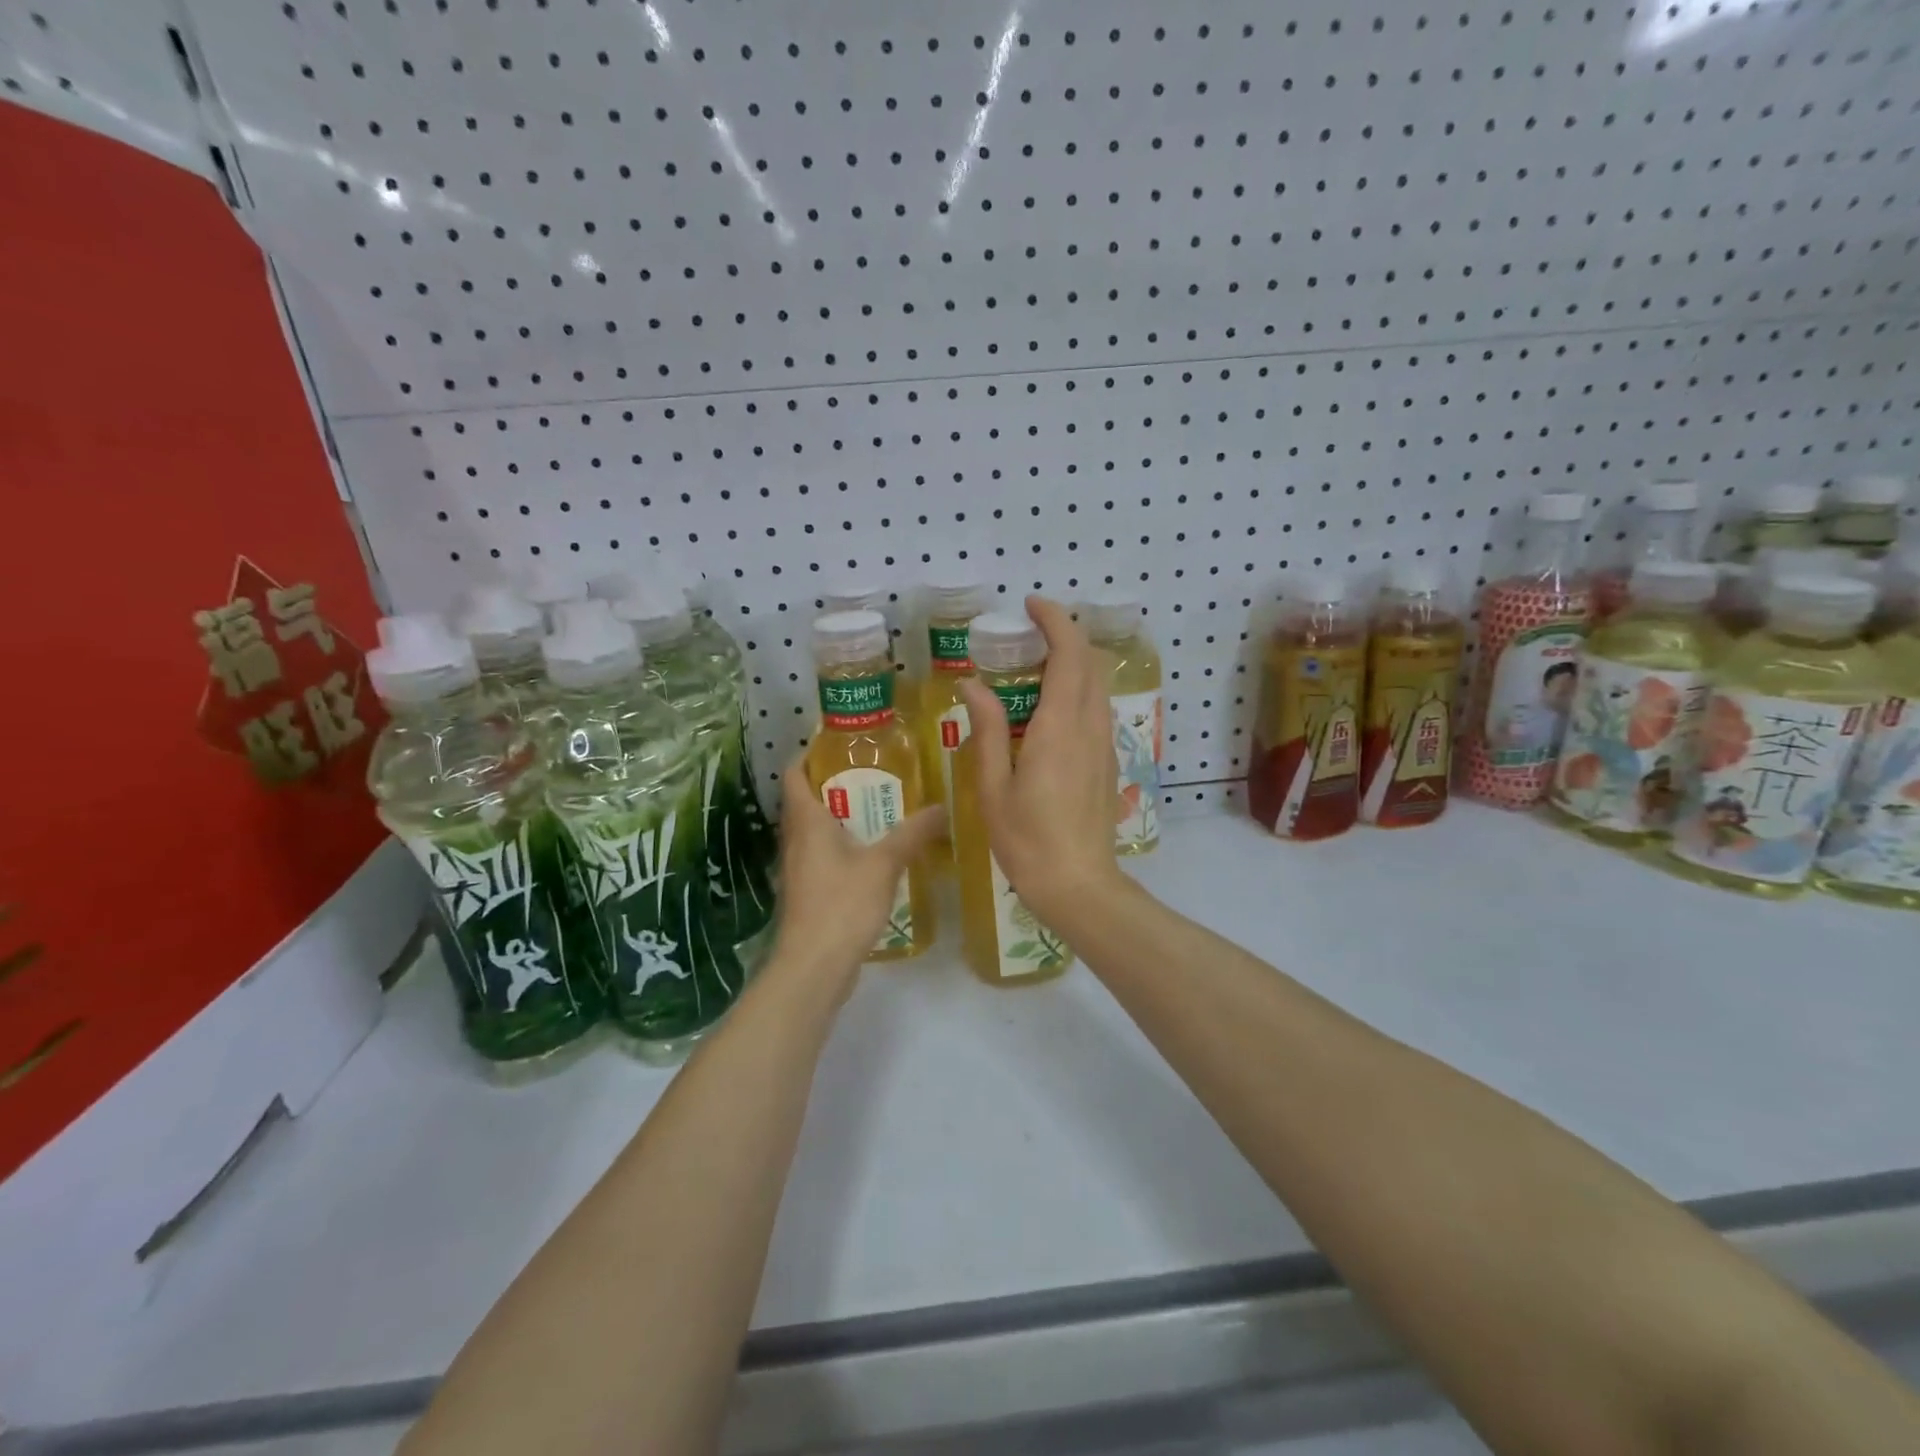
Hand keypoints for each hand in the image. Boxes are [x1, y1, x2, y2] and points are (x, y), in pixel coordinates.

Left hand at [769, 755, 944, 994]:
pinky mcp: (809, 891)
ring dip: (841, 815)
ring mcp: (799, 867)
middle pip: (806, 799)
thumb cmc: (841, 905)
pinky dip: (844, 844)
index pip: (794, 773)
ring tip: (880, 805)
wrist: (814, 967)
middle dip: (835, 782)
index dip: (809, 753)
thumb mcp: (883, 864)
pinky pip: (824, 854)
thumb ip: (912, 833)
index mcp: (806, 821)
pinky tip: (873, 850)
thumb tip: (942, 806)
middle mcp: (796, 839)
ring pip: (816, 829)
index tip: (838, 741)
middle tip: (873, 770)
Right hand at [959, 596, 1126, 931]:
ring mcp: (1103, 744)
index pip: (1068, 655)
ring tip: (1034, 664)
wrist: (1079, 886)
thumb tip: (973, 685)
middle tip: (1027, 632)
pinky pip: (1096, 708)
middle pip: (1089, 662)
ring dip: (1072, 661)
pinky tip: (1048, 707)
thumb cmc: (1027, 841)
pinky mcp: (1107, 761)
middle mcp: (1089, 727)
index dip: (1054, 621)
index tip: (1030, 605)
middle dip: (1064, 634)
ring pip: (1096, 684)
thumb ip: (986, 731)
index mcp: (1059, 728)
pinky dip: (1077, 688)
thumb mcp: (993, 788)